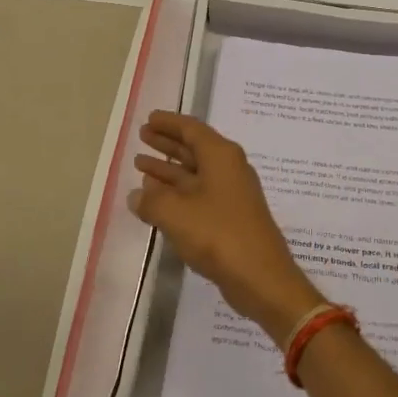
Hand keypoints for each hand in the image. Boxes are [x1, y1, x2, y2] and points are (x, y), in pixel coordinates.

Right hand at [130, 111, 322, 346]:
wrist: (260, 277)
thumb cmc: (218, 235)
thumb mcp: (176, 213)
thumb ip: (151, 201)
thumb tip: (137, 196)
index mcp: (221, 156)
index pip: (191, 129)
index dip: (169, 123)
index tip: (149, 119)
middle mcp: (228, 168)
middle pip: (194, 148)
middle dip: (167, 142)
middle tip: (142, 136)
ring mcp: (231, 194)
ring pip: (194, 173)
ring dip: (168, 169)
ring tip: (140, 165)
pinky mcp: (230, 217)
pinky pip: (198, 194)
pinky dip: (177, 192)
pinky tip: (157, 198)